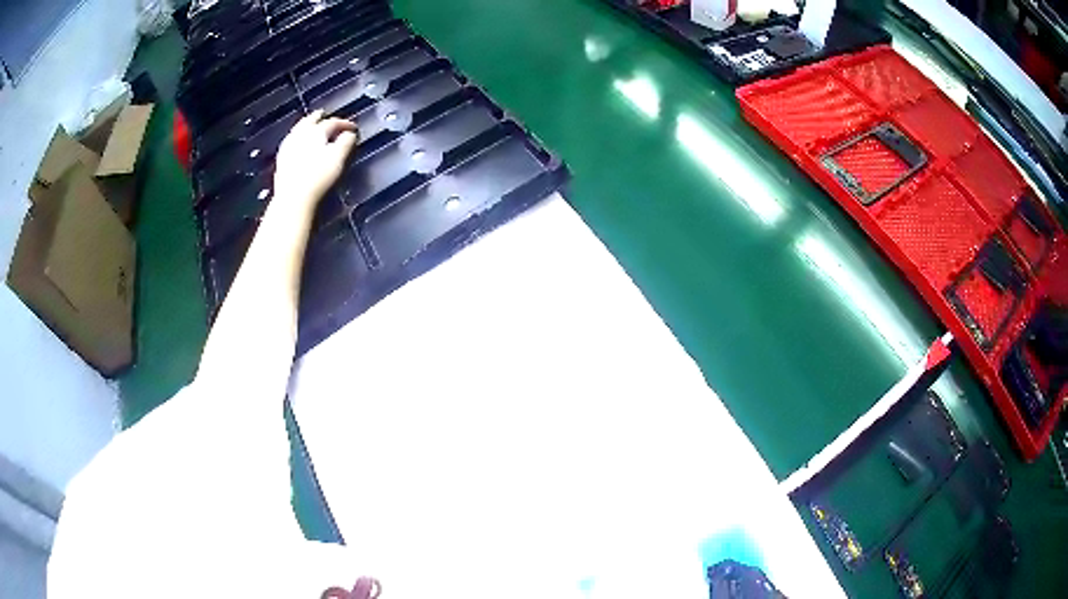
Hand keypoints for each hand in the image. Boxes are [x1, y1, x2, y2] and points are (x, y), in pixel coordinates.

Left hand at [272, 110, 358, 213]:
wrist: (293, 199)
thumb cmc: (318, 177)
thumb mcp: (339, 158)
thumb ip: (346, 142)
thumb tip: (350, 134)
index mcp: (316, 131)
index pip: (333, 122)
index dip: (344, 123)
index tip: (353, 128)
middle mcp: (300, 134)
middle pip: (311, 120)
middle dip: (320, 118)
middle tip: (325, 115)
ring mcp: (288, 147)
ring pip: (299, 130)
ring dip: (307, 126)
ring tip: (312, 127)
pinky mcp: (281, 160)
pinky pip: (291, 142)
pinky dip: (297, 139)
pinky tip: (298, 144)